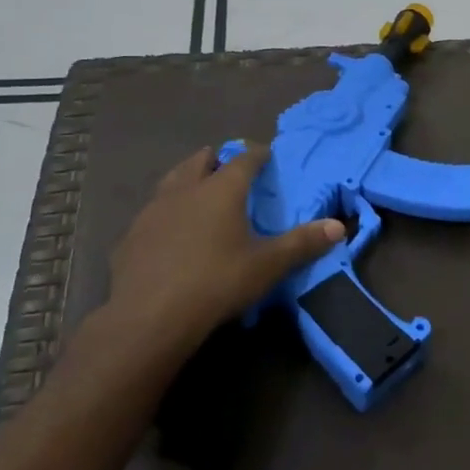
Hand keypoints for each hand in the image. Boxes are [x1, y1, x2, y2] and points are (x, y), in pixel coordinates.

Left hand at [94, 144, 344, 364]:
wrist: (149, 317)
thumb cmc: (217, 282)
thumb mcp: (267, 265)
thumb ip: (302, 243)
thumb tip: (339, 226)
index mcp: (221, 191)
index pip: (243, 160)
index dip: (256, 154)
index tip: (266, 153)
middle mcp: (185, 191)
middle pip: (199, 162)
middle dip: (215, 159)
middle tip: (226, 165)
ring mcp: (152, 212)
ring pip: (171, 182)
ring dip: (186, 180)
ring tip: (196, 190)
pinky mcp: (131, 236)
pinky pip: (152, 213)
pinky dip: (165, 212)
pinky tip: (168, 231)